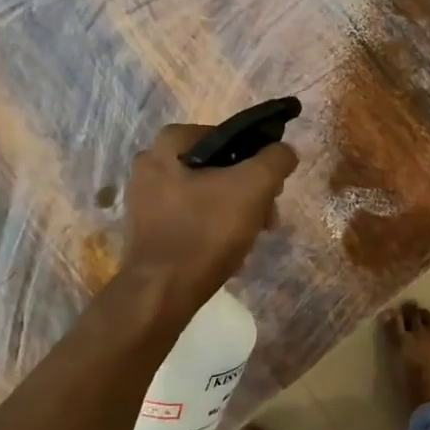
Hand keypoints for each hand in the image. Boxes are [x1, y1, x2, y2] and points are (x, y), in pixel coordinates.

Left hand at [117, 124, 298, 319]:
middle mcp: (149, 167)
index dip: (253, 154)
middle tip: (267, 212)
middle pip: (215, 167)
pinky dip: (212, 229)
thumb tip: (284, 151)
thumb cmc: (206, 230)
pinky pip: (190, 219)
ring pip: (205, 194)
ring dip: (234, 210)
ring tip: (253, 235)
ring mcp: (144, 201)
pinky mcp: (147, 231)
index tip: (270, 180)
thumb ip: (275, 160)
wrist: (162, 294)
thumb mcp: (254, 186)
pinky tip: (230, 250)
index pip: (224, 135)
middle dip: (247, 188)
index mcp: (168, 146)